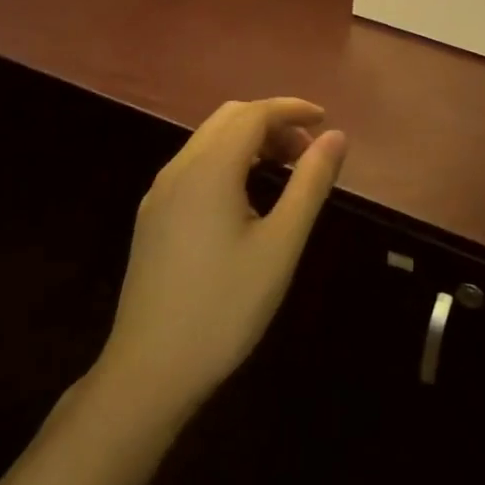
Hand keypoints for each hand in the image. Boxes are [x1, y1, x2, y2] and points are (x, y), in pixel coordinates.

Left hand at [95, 98, 346, 416]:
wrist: (148, 375)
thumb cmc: (224, 307)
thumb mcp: (281, 245)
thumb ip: (310, 183)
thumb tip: (337, 137)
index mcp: (209, 169)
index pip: (254, 114)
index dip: (292, 109)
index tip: (325, 120)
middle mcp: (179, 169)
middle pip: (230, 119)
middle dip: (273, 122)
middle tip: (307, 151)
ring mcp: (160, 194)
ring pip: (210, 140)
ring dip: (251, 140)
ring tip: (285, 170)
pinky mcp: (153, 217)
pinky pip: (196, 165)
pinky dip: (229, 160)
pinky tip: (247, 196)